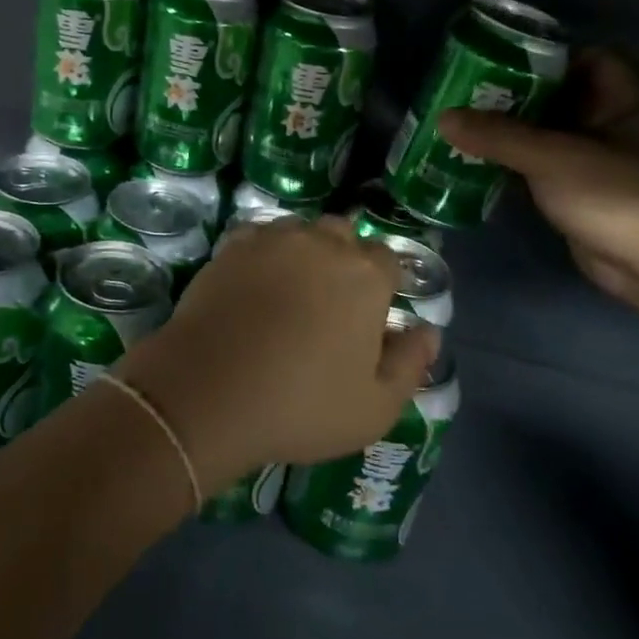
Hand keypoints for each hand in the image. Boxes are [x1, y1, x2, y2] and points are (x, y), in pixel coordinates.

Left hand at [120, 217, 439, 494]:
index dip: (384, 284)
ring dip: (304, 251)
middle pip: (343, 236)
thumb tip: (429, 332)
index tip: (373, 313)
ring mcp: (272, 240)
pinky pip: (259, 237)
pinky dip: (264, 252)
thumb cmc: (301, 405)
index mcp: (364, 276)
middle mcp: (321, 244)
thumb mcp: (375, 407)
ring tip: (291, 290)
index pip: (388, 259)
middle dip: (345, 259)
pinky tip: (255, 282)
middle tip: (331, 303)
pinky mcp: (231, 248)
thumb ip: (410, 364)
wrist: (209, 392)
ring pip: (300, 231)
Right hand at [440, 49, 638, 310]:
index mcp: (628, 100)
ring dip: (512, 135)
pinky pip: (547, 170)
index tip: (498, 62)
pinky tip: (479, 165)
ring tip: (462, 128)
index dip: (545, 57)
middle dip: (516, 97)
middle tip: (466, 95)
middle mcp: (618, 125)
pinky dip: (517, 167)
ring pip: (551, 137)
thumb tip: (443, 116)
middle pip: (562, 98)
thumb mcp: (554, 157)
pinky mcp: (588, 196)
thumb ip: (498, 136)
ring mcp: (603, 164)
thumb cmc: (620, 195)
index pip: (588, 59)